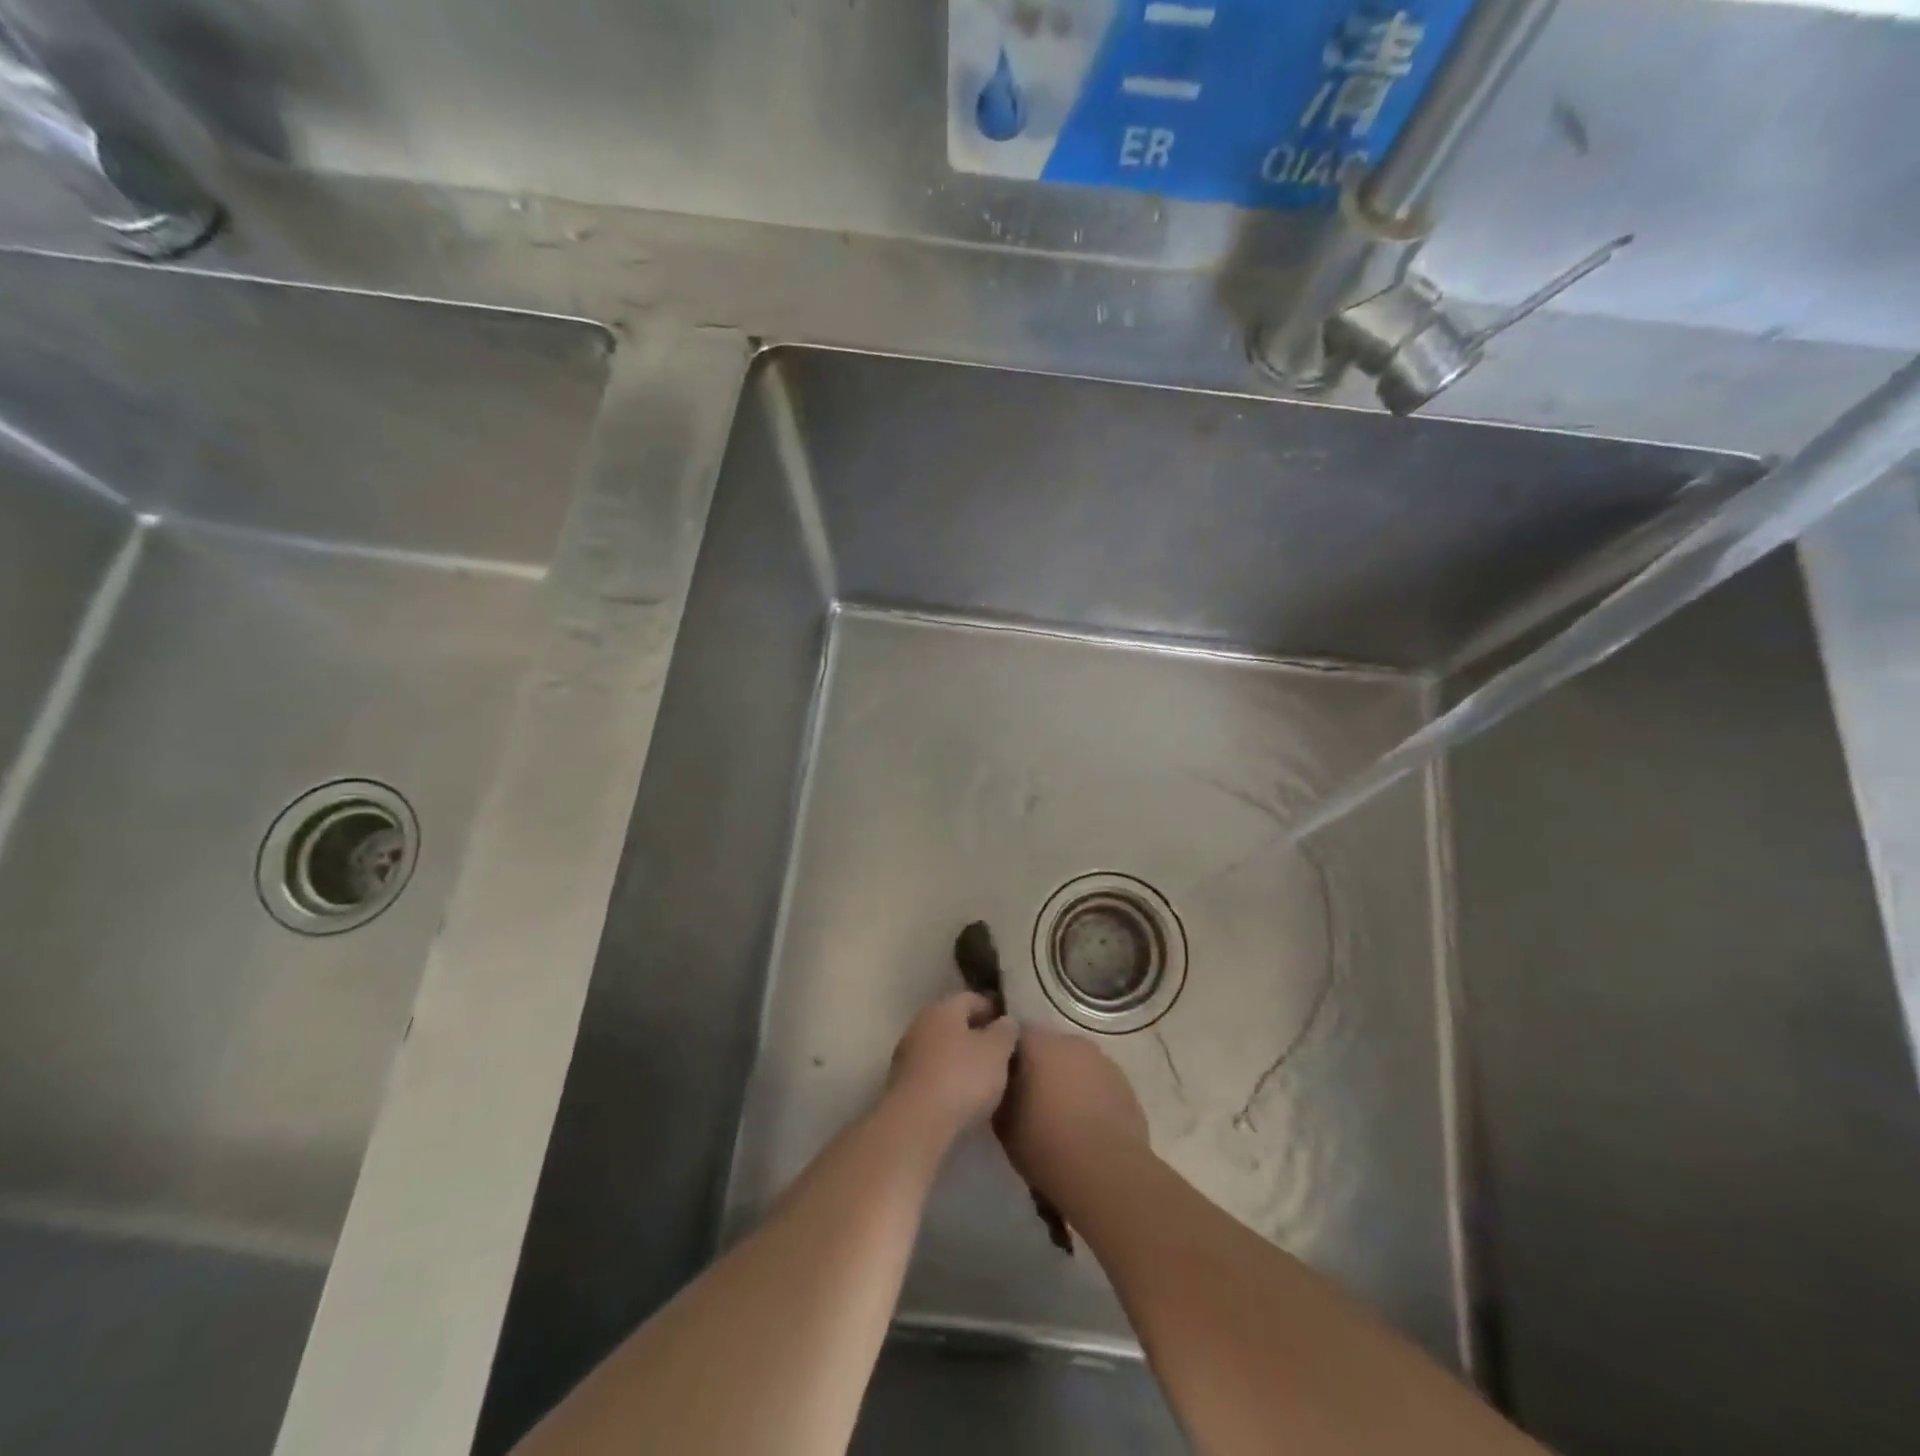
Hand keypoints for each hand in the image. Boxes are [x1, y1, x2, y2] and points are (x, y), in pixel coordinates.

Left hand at [885, 993, 1018, 1144]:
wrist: (916, 1124)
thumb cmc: (962, 1078)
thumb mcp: (996, 1051)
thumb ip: (1005, 1031)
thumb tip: (1007, 1021)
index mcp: (942, 1008)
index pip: (972, 998)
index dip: (993, 1009)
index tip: (1012, 1027)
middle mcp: (920, 1024)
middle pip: (954, 1023)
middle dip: (976, 1035)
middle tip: (1001, 1053)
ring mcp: (906, 1055)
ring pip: (941, 1049)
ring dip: (961, 1059)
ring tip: (985, 1078)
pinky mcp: (901, 1085)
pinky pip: (931, 1074)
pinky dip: (948, 1079)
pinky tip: (963, 1097)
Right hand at [995, 1027, 1148, 1199]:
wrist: (1106, 1172)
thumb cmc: (1045, 1144)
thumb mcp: (1003, 1123)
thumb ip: (1001, 1094)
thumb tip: (1003, 1087)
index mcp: (1039, 1043)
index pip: (1016, 1036)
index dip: (1007, 1056)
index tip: (1003, 1080)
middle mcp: (1072, 1042)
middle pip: (1049, 1047)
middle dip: (1040, 1067)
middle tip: (1031, 1099)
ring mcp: (1103, 1061)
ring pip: (1077, 1064)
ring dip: (1068, 1080)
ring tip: (1061, 1116)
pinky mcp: (1126, 1085)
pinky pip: (1099, 1084)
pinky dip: (1091, 1096)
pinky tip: (1087, 1126)